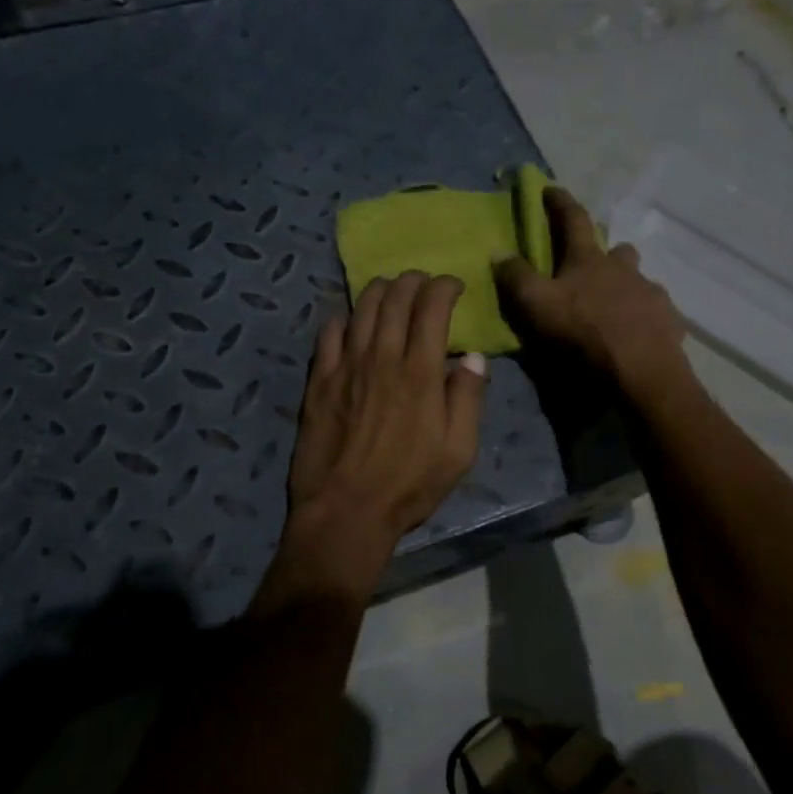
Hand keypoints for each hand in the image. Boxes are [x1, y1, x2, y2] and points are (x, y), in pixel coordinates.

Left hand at [289, 271, 486, 545]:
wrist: (346, 511)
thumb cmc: (410, 485)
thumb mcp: (458, 452)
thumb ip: (469, 399)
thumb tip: (474, 358)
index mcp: (421, 373)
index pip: (432, 308)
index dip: (444, 287)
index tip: (454, 285)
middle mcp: (382, 358)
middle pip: (395, 299)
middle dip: (413, 281)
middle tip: (423, 283)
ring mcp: (345, 367)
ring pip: (361, 308)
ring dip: (379, 290)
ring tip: (390, 290)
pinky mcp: (319, 381)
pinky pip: (329, 334)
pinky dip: (344, 319)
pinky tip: (352, 323)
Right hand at [496, 187, 689, 399]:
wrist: (639, 370)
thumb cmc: (583, 333)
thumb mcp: (536, 305)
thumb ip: (517, 278)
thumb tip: (500, 252)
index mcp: (589, 260)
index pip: (573, 220)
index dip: (560, 202)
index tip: (551, 189)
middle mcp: (625, 269)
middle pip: (618, 249)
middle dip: (607, 250)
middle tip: (595, 263)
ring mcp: (651, 294)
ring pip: (639, 279)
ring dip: (627, 285)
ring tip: (617, 305)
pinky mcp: (669, 322)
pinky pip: (656, 311)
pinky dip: (645, 316)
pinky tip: (638, 332)